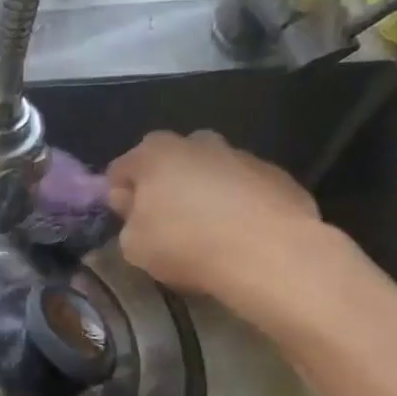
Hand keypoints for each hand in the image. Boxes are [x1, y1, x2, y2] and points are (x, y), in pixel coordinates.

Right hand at [107, 131, 319, 298]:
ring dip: (204, 195)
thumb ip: (127, 220)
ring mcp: (242, 155)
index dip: (119, 196)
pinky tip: (242, 237)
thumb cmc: (187, 244)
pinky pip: (245, 189)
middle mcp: (197, 142)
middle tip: (166, 226)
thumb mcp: (135, 246)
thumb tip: (132, 205)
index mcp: (155, 153)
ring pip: (211, 173)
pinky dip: (239, 206)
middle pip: (170, 163)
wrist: (269, 253)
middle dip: (165, 188)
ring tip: (209, 234)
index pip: (121, 168)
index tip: (126, 222)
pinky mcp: (277, 175)